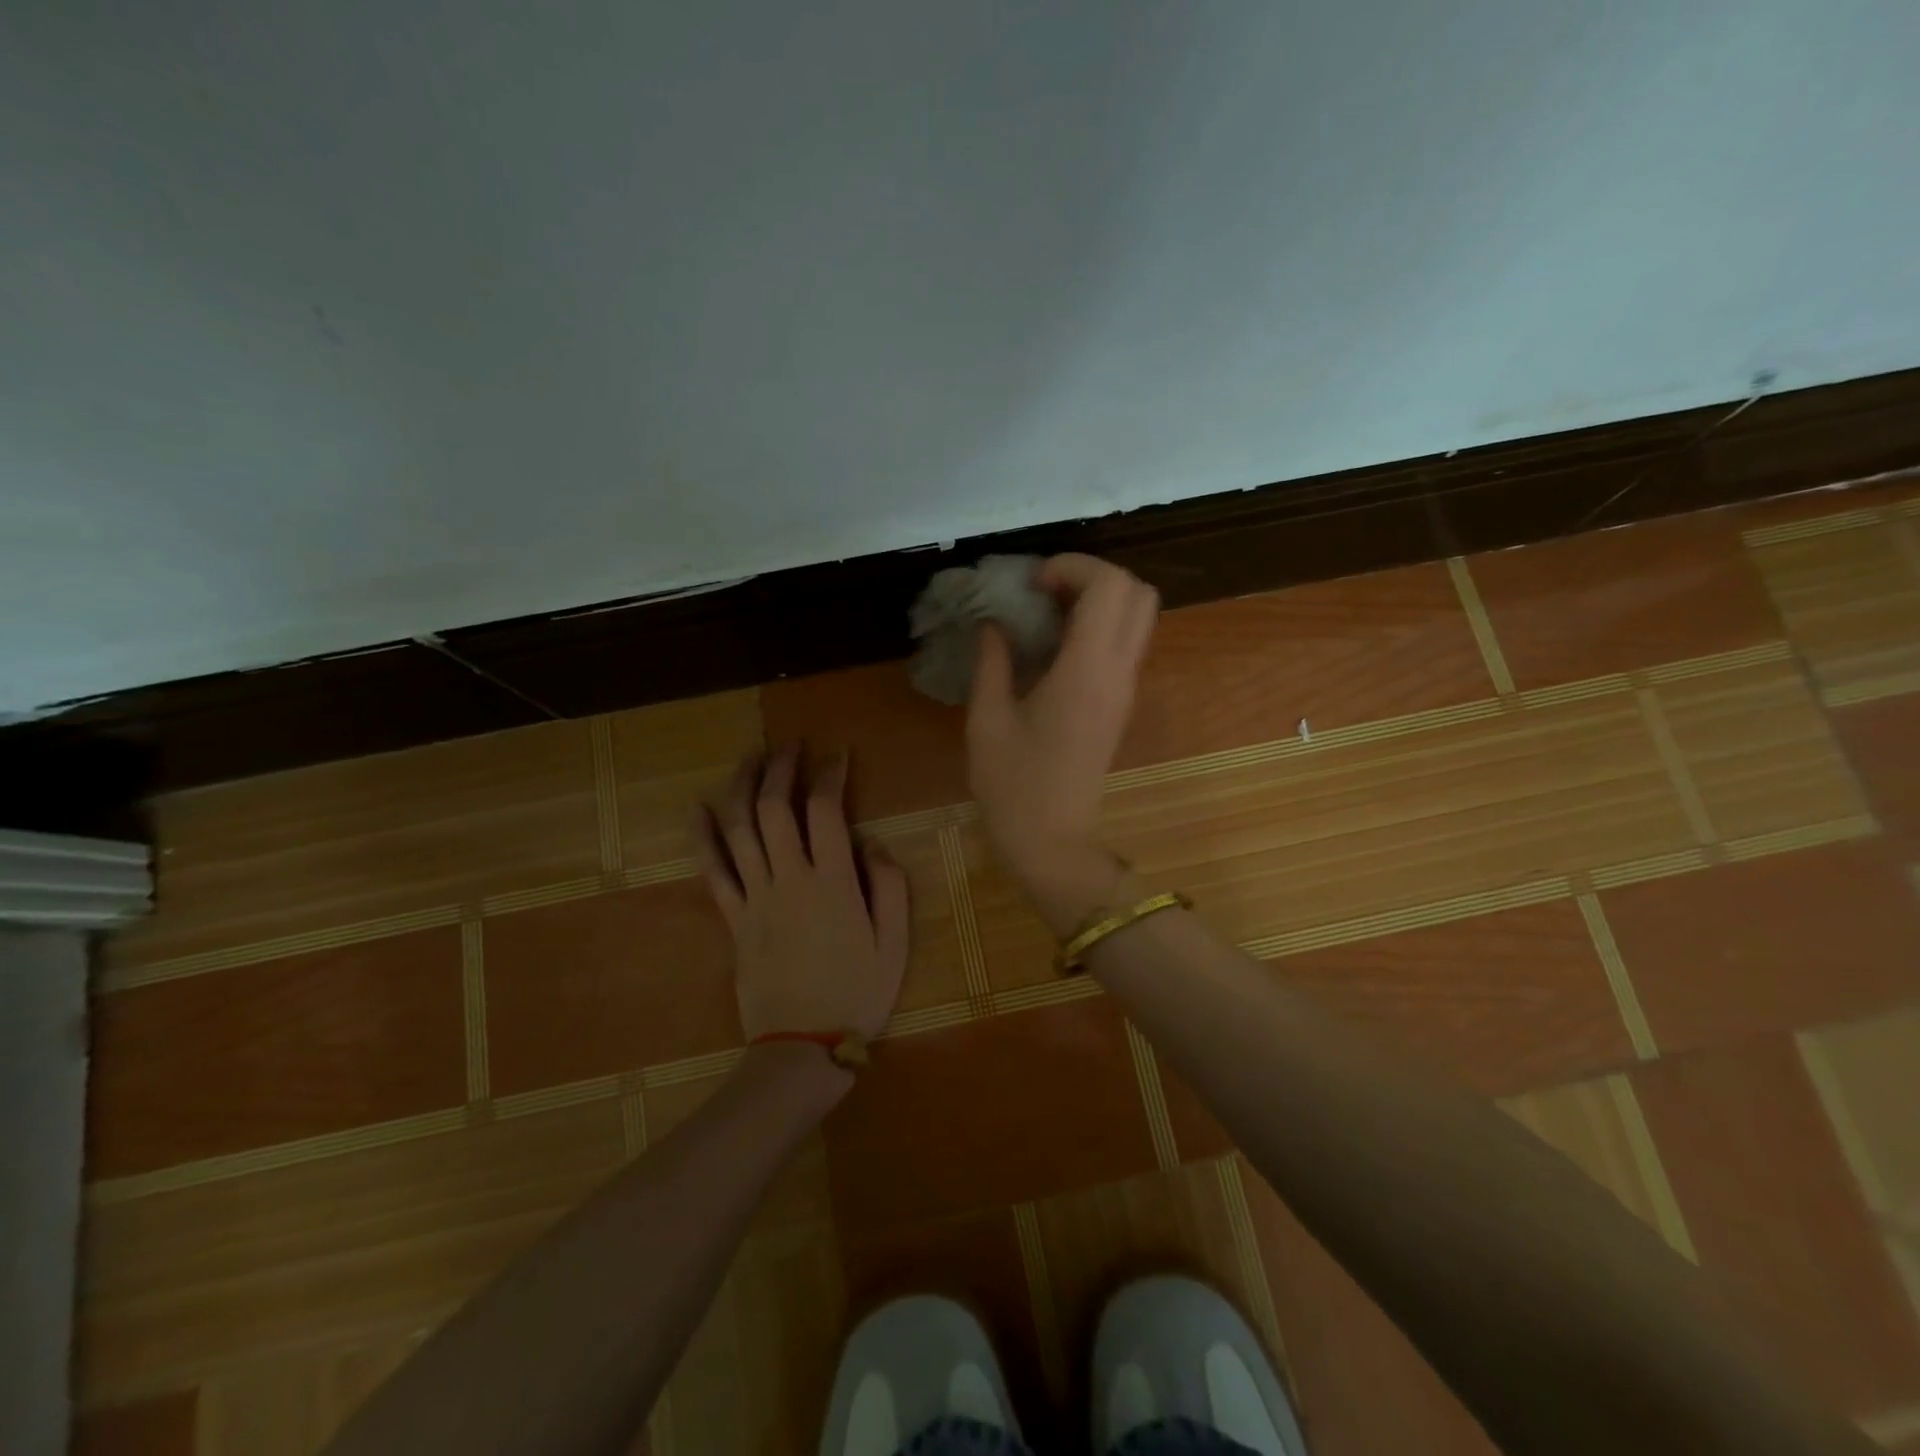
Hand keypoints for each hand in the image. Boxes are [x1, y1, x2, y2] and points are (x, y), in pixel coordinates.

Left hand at [694, 748, 909, 1043]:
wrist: (803, 1046)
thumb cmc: (858, 993)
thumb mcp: (895, 942)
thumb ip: (889, 886)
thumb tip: (871, 843)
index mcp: (833, 882)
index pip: (826, 811)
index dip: (830, 776)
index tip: (837, 756)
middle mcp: (790, 879)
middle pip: (776, 808)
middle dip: (782, 768)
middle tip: (789, 745)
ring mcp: (755, 897)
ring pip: (741, 829)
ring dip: (743, 787)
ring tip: (750, 758)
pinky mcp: (733, 918)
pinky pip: (712, 870)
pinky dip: (703, 836)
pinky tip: (698, 809)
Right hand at [965, 554, 1157, 925]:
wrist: (1053, 840)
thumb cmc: (1013, 786)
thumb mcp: (987, 721)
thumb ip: (991, 662)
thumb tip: (993, 623)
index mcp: (1085, 672)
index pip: (1109, 587)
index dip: (1073, 567)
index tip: (1032, 583)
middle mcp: (1117, 672)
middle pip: (1137, 591)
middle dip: (1093, 575)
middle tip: (1045, 590)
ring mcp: (1125, 688)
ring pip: (1139, 615)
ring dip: (1100, 598)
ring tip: (1049, 612)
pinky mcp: (1121, 702)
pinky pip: (1126, 641)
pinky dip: (1100, 624)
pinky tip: (1056, 643)